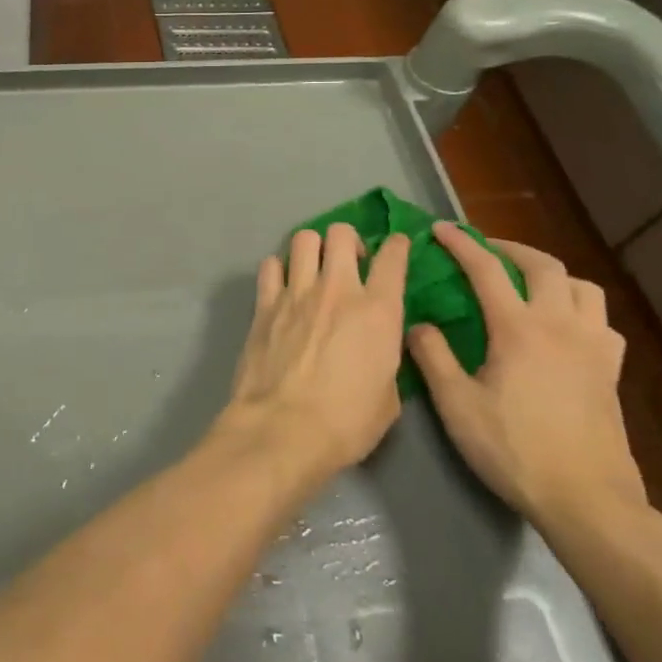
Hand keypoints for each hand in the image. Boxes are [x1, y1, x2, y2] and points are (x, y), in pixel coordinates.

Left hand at [214, 223, 411, 489]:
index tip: (396, 246)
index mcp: (378, 311)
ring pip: (303, 239)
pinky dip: (279, 269)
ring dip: (312, 248)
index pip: (393, 258)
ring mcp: (296, 293)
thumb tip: (376, 347)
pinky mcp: (264, 303)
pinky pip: (270, 266)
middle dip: (348, 240)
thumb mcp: (388, 396)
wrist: (283, 428)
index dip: (397, 246)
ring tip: (313, 268)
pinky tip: (282, 286)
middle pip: (341, 234)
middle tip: (348, 261)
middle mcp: (337, 290)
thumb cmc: (346, 423)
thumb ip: (385, 358)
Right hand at [408, 224, 647, 536]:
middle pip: (543, 266)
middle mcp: (561, 326)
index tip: (438, 230)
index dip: (460, 244)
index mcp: (519, 329)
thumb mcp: (456, 405)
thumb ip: (432, 357)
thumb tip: (418, 324)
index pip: (486, 270)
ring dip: (552, 274)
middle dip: (509, 249)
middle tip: (484, 250)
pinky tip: (564, 326)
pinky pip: (601, 320)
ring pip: (582, 287)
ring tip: (527, 283)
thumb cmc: (514, 449)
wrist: (586, 500)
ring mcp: (593, 347)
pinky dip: (579, 308)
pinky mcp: (611, 371)